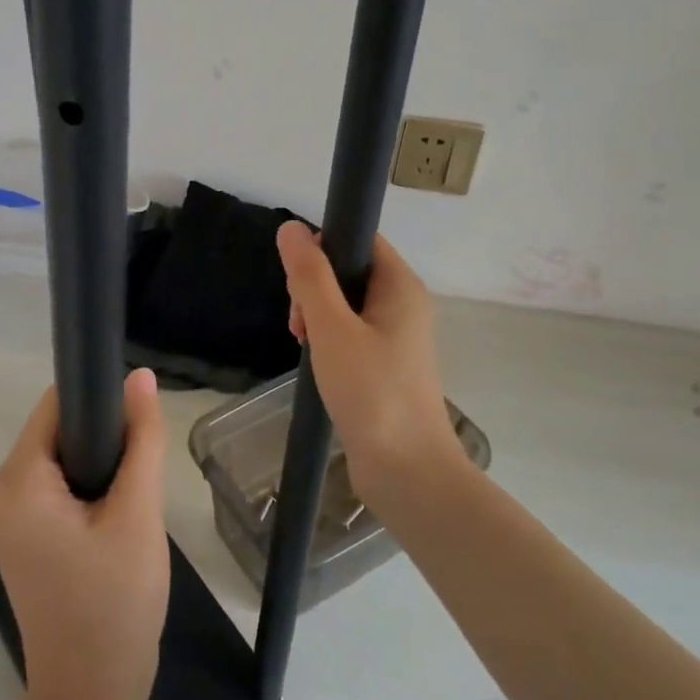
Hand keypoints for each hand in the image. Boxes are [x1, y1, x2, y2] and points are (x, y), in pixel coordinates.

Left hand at [0, 370, 170, 699]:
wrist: (93, 695)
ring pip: (59, 458)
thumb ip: (141, 438)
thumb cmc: (116, 602)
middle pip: (56, 430)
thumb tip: (140, 375)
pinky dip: (86, 488)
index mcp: (17, 482)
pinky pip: (53, 487)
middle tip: (140, 474)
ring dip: (98, 466)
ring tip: (131, 499)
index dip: (100, 400)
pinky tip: (114, 516)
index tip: (139, 419)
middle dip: (102, 439)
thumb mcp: (138, 513)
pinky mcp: (19, 537)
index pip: (56, 405)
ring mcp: (5, 517)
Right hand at [276, 221, 456, 507]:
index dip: (322, 247)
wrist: (408, 471)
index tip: (296, 280)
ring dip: (316, 316)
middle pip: (349, 270)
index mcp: (400, 285)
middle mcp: (403, 304)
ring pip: (345, 304)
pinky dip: (327, 340)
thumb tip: (291, 227)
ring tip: (303, 345)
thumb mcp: (332, 328)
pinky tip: (314, 361)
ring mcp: (395, 337)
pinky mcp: (385, 365)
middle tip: (298, 323)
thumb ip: (310, 276)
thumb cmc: (372, 392)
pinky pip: (350, 333)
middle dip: (313, 287)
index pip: (359, 238)